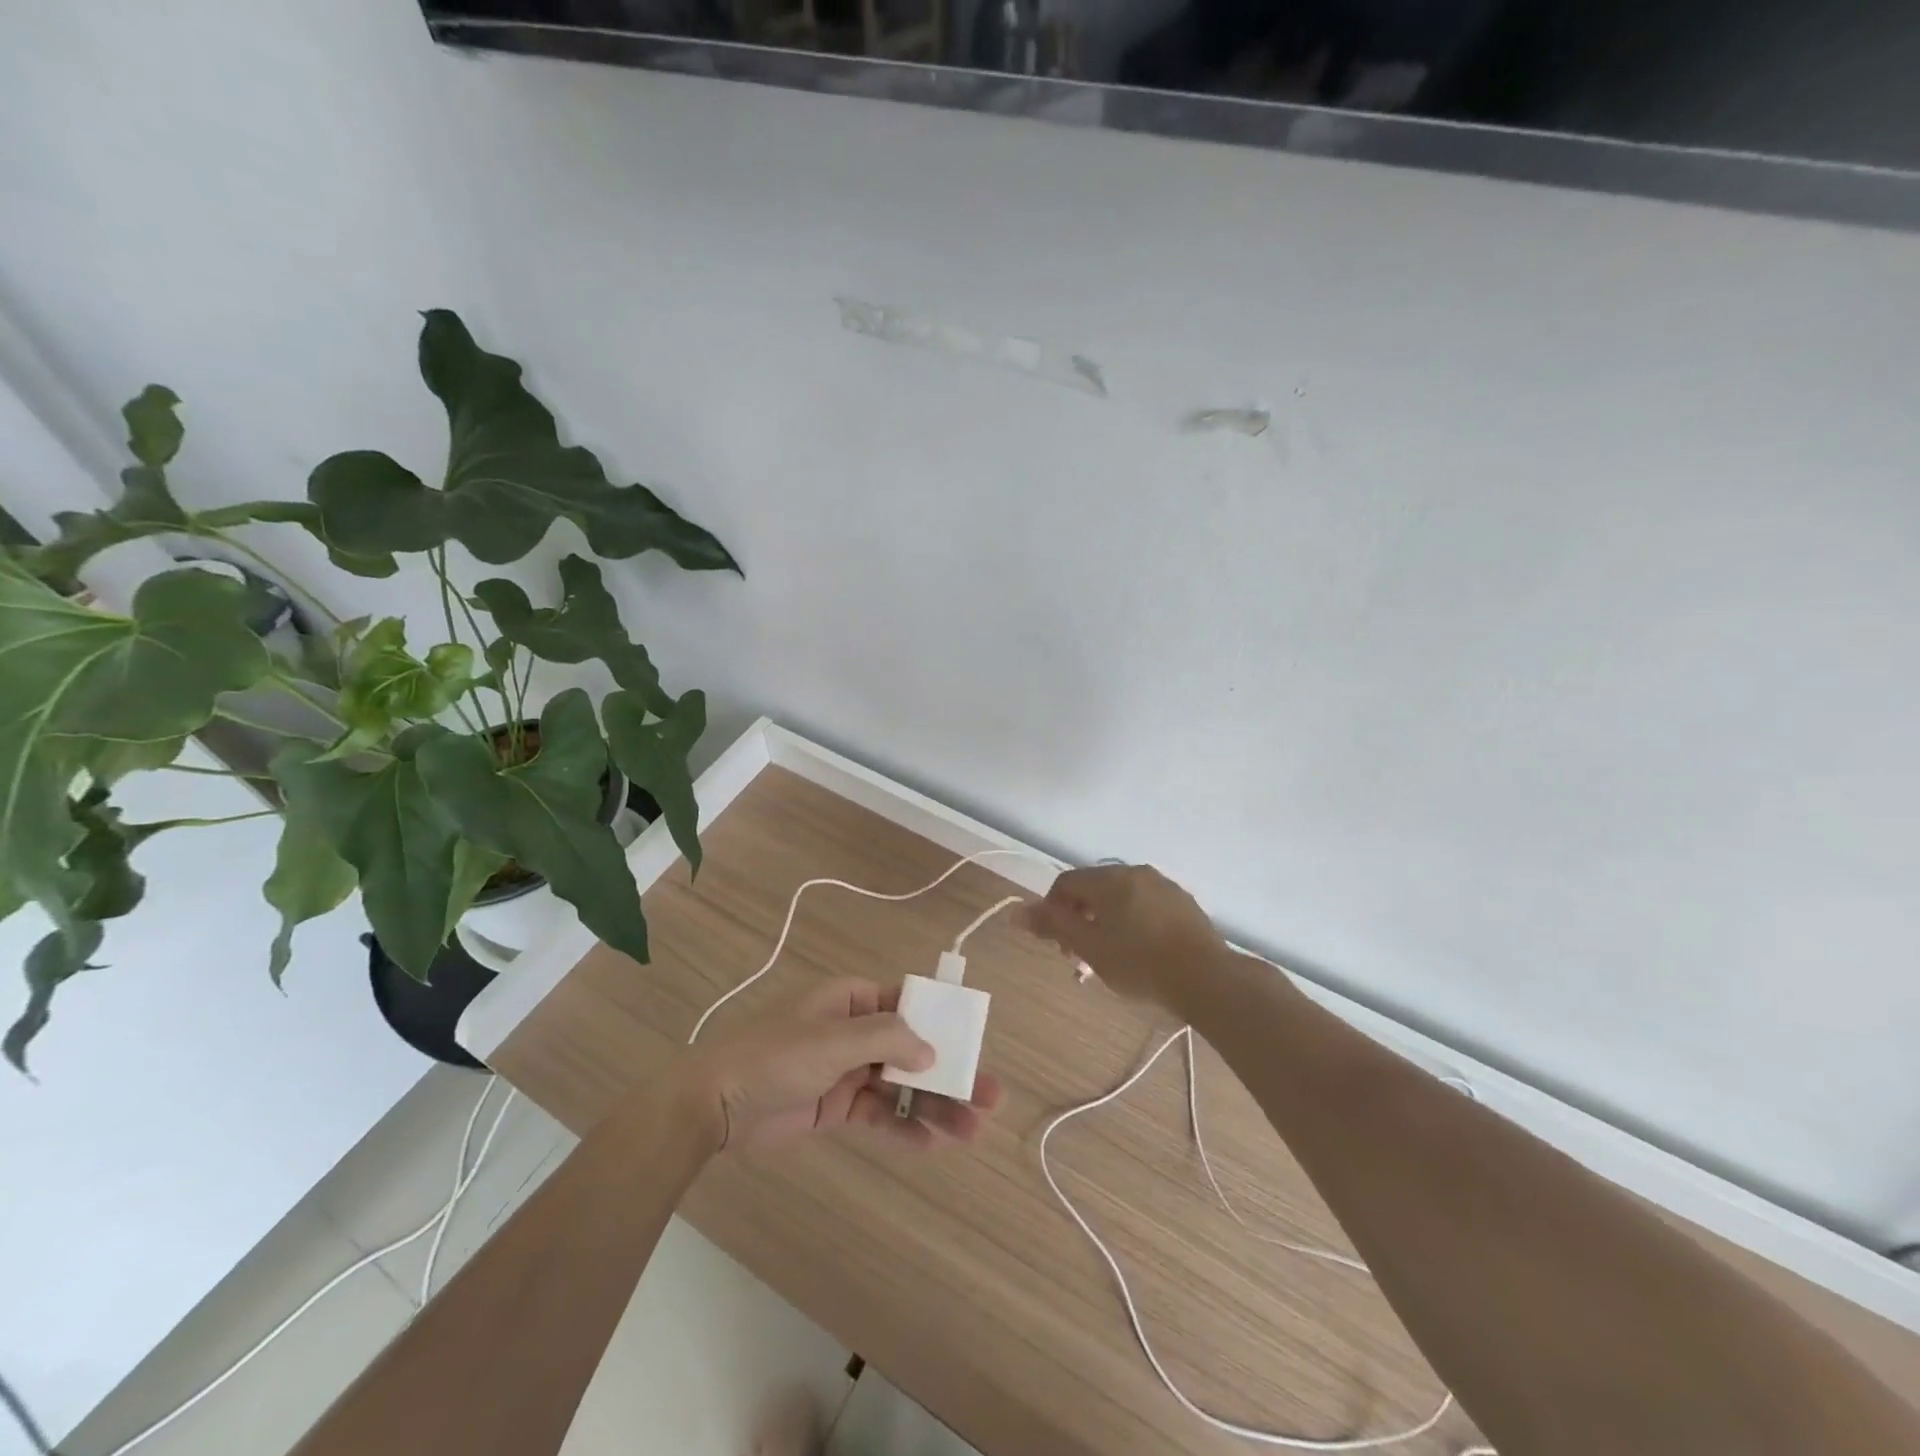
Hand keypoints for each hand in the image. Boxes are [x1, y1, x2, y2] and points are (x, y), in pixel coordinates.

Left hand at [680, 979, 1004, 1152]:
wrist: (713, 1105)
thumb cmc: (776, 1055)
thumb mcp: (833, 1039)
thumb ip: (886, 1040)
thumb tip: (931, 1050)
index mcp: (851, 1000)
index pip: (907, 1004)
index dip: (942, 1021)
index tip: (974, 1042)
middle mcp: (854, 1032)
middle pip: (912, 1049)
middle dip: (950, 1071)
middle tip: (991, 1096)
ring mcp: (846, 1071)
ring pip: (901, 1086)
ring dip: (935, 1105)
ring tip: (973, 1129)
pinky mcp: (835, 1107)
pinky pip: (879, 1115)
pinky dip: (904, 1128)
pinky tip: (934, 1144)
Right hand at [1019, 864, 1230, 1013]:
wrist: (1207, 978)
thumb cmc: (1139, 963)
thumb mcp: (1089, 947)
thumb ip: (1053, 926)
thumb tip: (1017, 910)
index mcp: (1109, 879)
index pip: (1065, 883)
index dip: (1052, 911)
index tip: (1058, 944)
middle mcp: (1135, 873)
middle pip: (1093, 890)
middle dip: (1079, 920)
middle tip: (1081, 957)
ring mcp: (1163, 886)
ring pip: (1120, 899)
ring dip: (1105, 923)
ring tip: (1109, 959)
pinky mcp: (1183, 904)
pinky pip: (1145, 906)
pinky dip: (1132, 924)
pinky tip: (1139, 953)